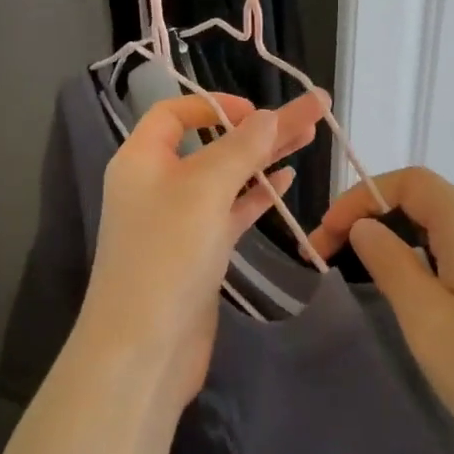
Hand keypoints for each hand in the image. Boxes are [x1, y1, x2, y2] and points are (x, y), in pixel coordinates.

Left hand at [82, 88, 327, 402]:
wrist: (143, 349)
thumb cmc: (167, 255)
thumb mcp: (204, 190)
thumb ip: (240, 148)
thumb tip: (269, 115)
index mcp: (141, 159)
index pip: (174, 113)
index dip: (215, 104)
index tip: (258, 111)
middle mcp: (157, 183)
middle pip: (211, 142)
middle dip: (259, 128)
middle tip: (311, 112)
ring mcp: (178, 219)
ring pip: (226, 177)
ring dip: (264, 158)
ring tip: (309, 137)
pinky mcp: (197, 251)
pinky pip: (229, 211)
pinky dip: (256, 195)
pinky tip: (285, 179)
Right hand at [309, 167, 453, 453]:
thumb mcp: (429, 320)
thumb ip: (390, 263)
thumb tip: (366, 226)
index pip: (409, 181)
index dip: (360, 198)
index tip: (324, 238)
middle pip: (423, 203)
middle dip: (371, 220)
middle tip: (330, 261)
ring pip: (440, 236)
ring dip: (395, 246)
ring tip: (361, 281)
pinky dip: (422, 269)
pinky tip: (411, 307)